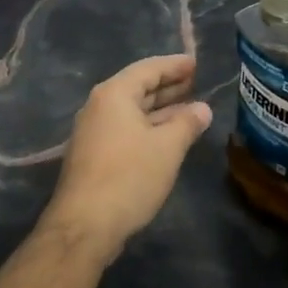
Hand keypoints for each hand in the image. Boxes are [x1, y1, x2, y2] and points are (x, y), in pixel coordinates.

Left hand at [44, 54, 213, 262]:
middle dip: (168, 86)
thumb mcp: (167, 148)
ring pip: (131, 111)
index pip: (148, 69)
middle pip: (137, 87)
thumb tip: (202, 108)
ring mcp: (93, 131)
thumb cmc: (129, 177)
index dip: (174, 65)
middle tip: (196, 83)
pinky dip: (148, 126)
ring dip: (160, 109)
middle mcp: (99, 106)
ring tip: (189, 108)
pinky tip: (167, 136)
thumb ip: (187, 123)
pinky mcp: (93, 154)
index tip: (196, 63)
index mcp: (114, 94)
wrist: (85, 224)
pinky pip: (125, 128)